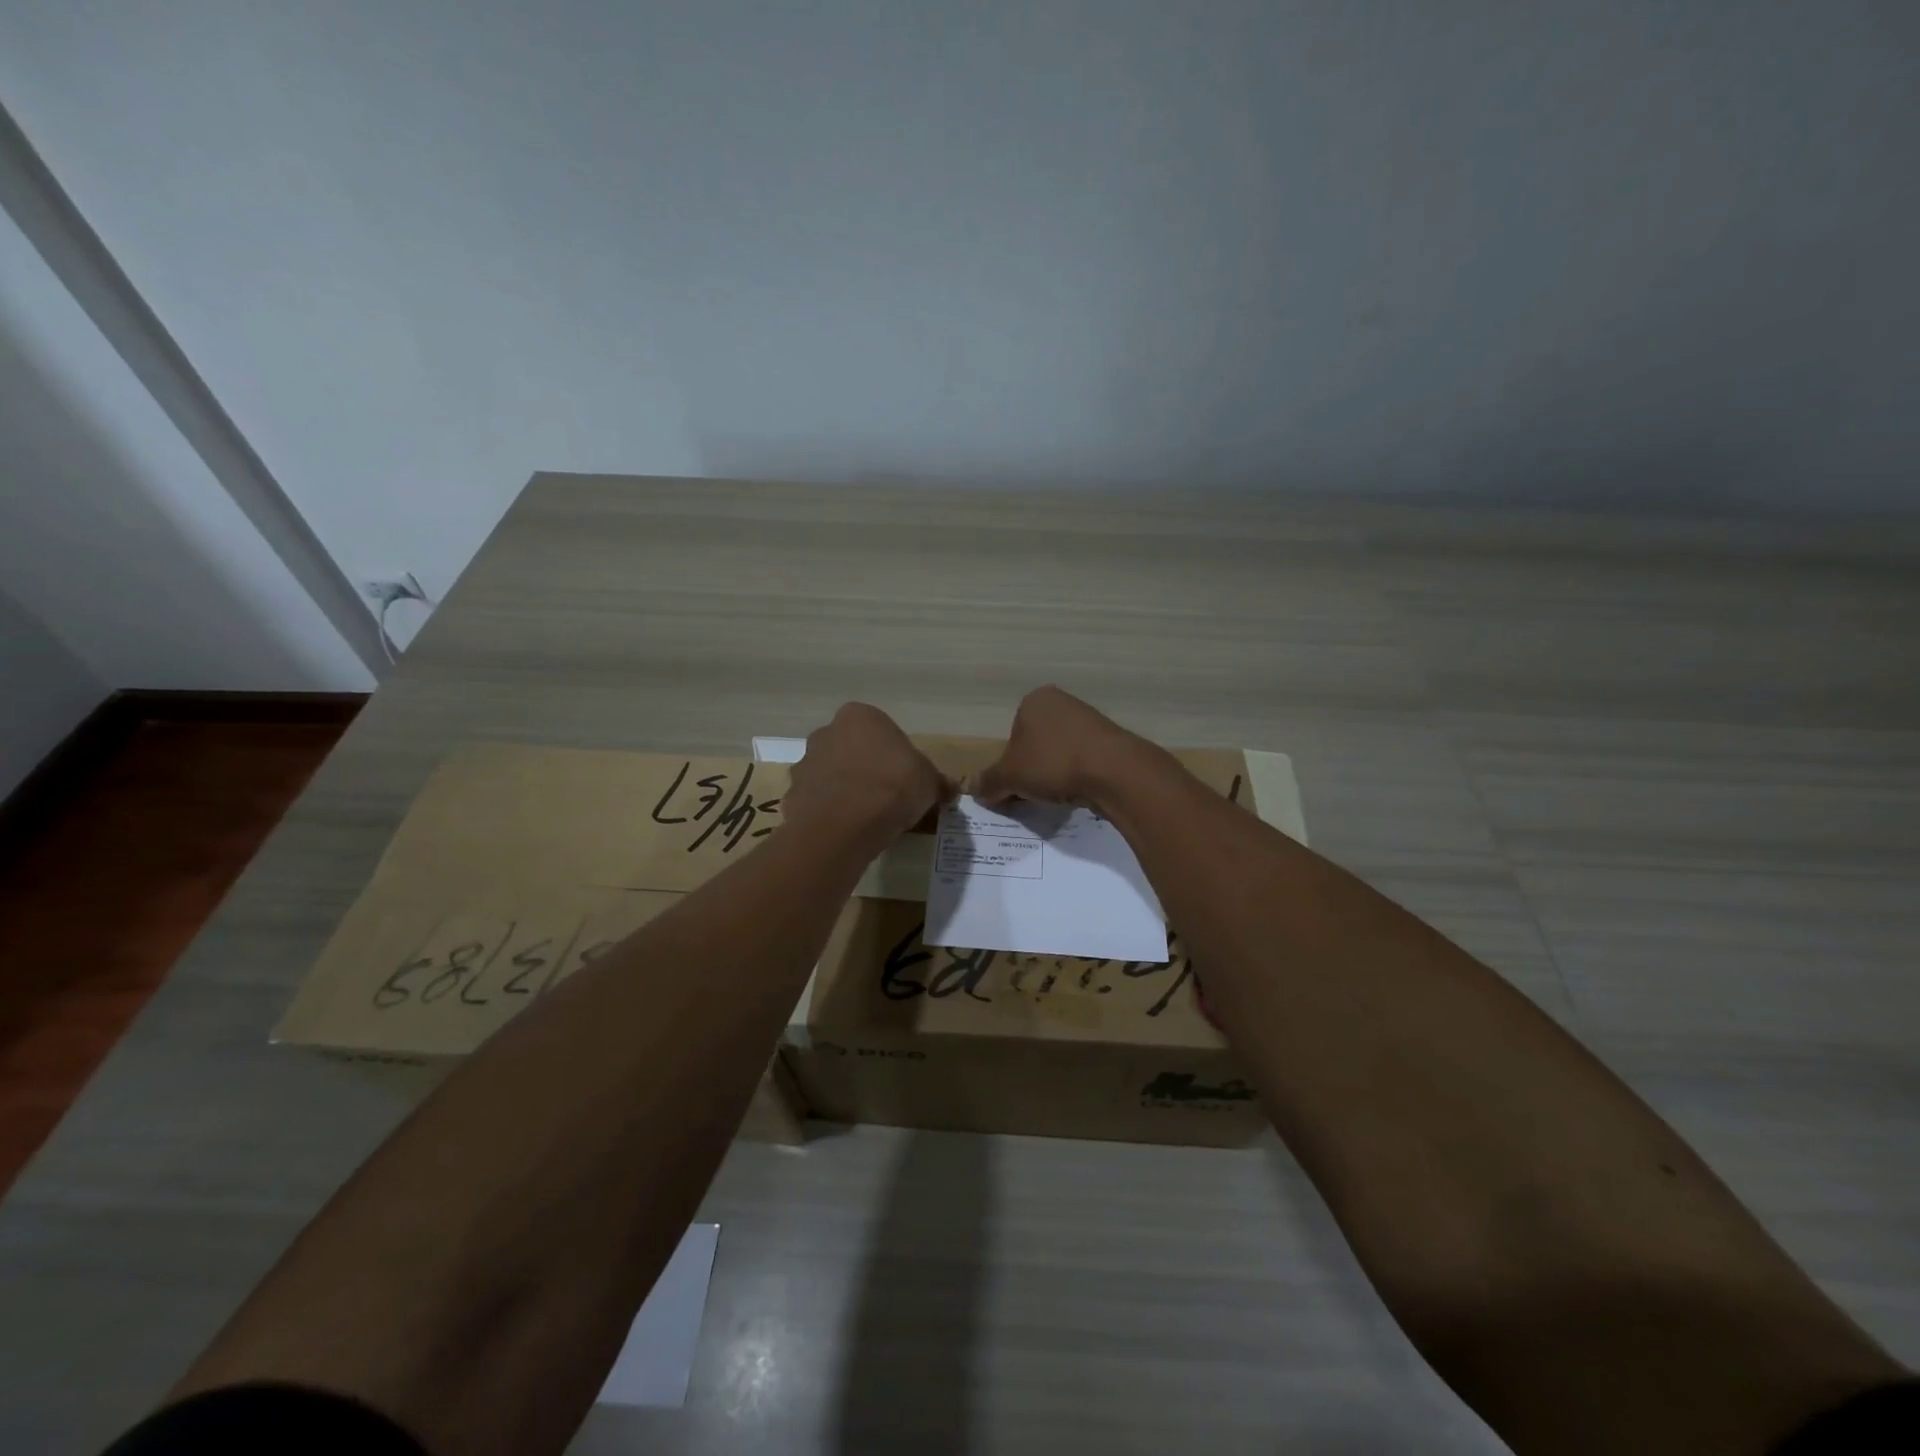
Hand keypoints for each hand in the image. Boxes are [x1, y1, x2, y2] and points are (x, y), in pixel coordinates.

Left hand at [783, 703, 951, 848]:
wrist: (845, 825)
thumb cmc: (893, 787)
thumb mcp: (929, 782)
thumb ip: (936, 781)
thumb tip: (949, 789)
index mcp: (860, 716)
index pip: (880, 731)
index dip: (894, 756)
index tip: (904, 778)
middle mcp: (827, 732)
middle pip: (851, 749)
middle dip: (864, 769)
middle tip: (886, 797)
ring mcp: (805, 763)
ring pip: (830, 775)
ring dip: (844, 790)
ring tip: (865, 819)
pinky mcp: (791, 795)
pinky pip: (816, 801)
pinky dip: (829, 813)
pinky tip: (846, 831)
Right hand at [972, 686, 1155, 809]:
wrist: (1113, 771)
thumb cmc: (1052, 763)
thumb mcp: (1010, 776)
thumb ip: (988, 781)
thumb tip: (970, 787)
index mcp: (1033, 701)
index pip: (1011, 736)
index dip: (1008, 766)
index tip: (1012, 788)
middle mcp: (1061, 702)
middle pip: (1035, 744)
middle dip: (1031, 770)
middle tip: (1032, 795)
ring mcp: (1089, 718)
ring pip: (1058, 752)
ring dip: (1054, 774)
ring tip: (1057, 796)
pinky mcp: (1110, 738)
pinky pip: (1082, 760)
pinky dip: (1076, 776)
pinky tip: (1079, 792)